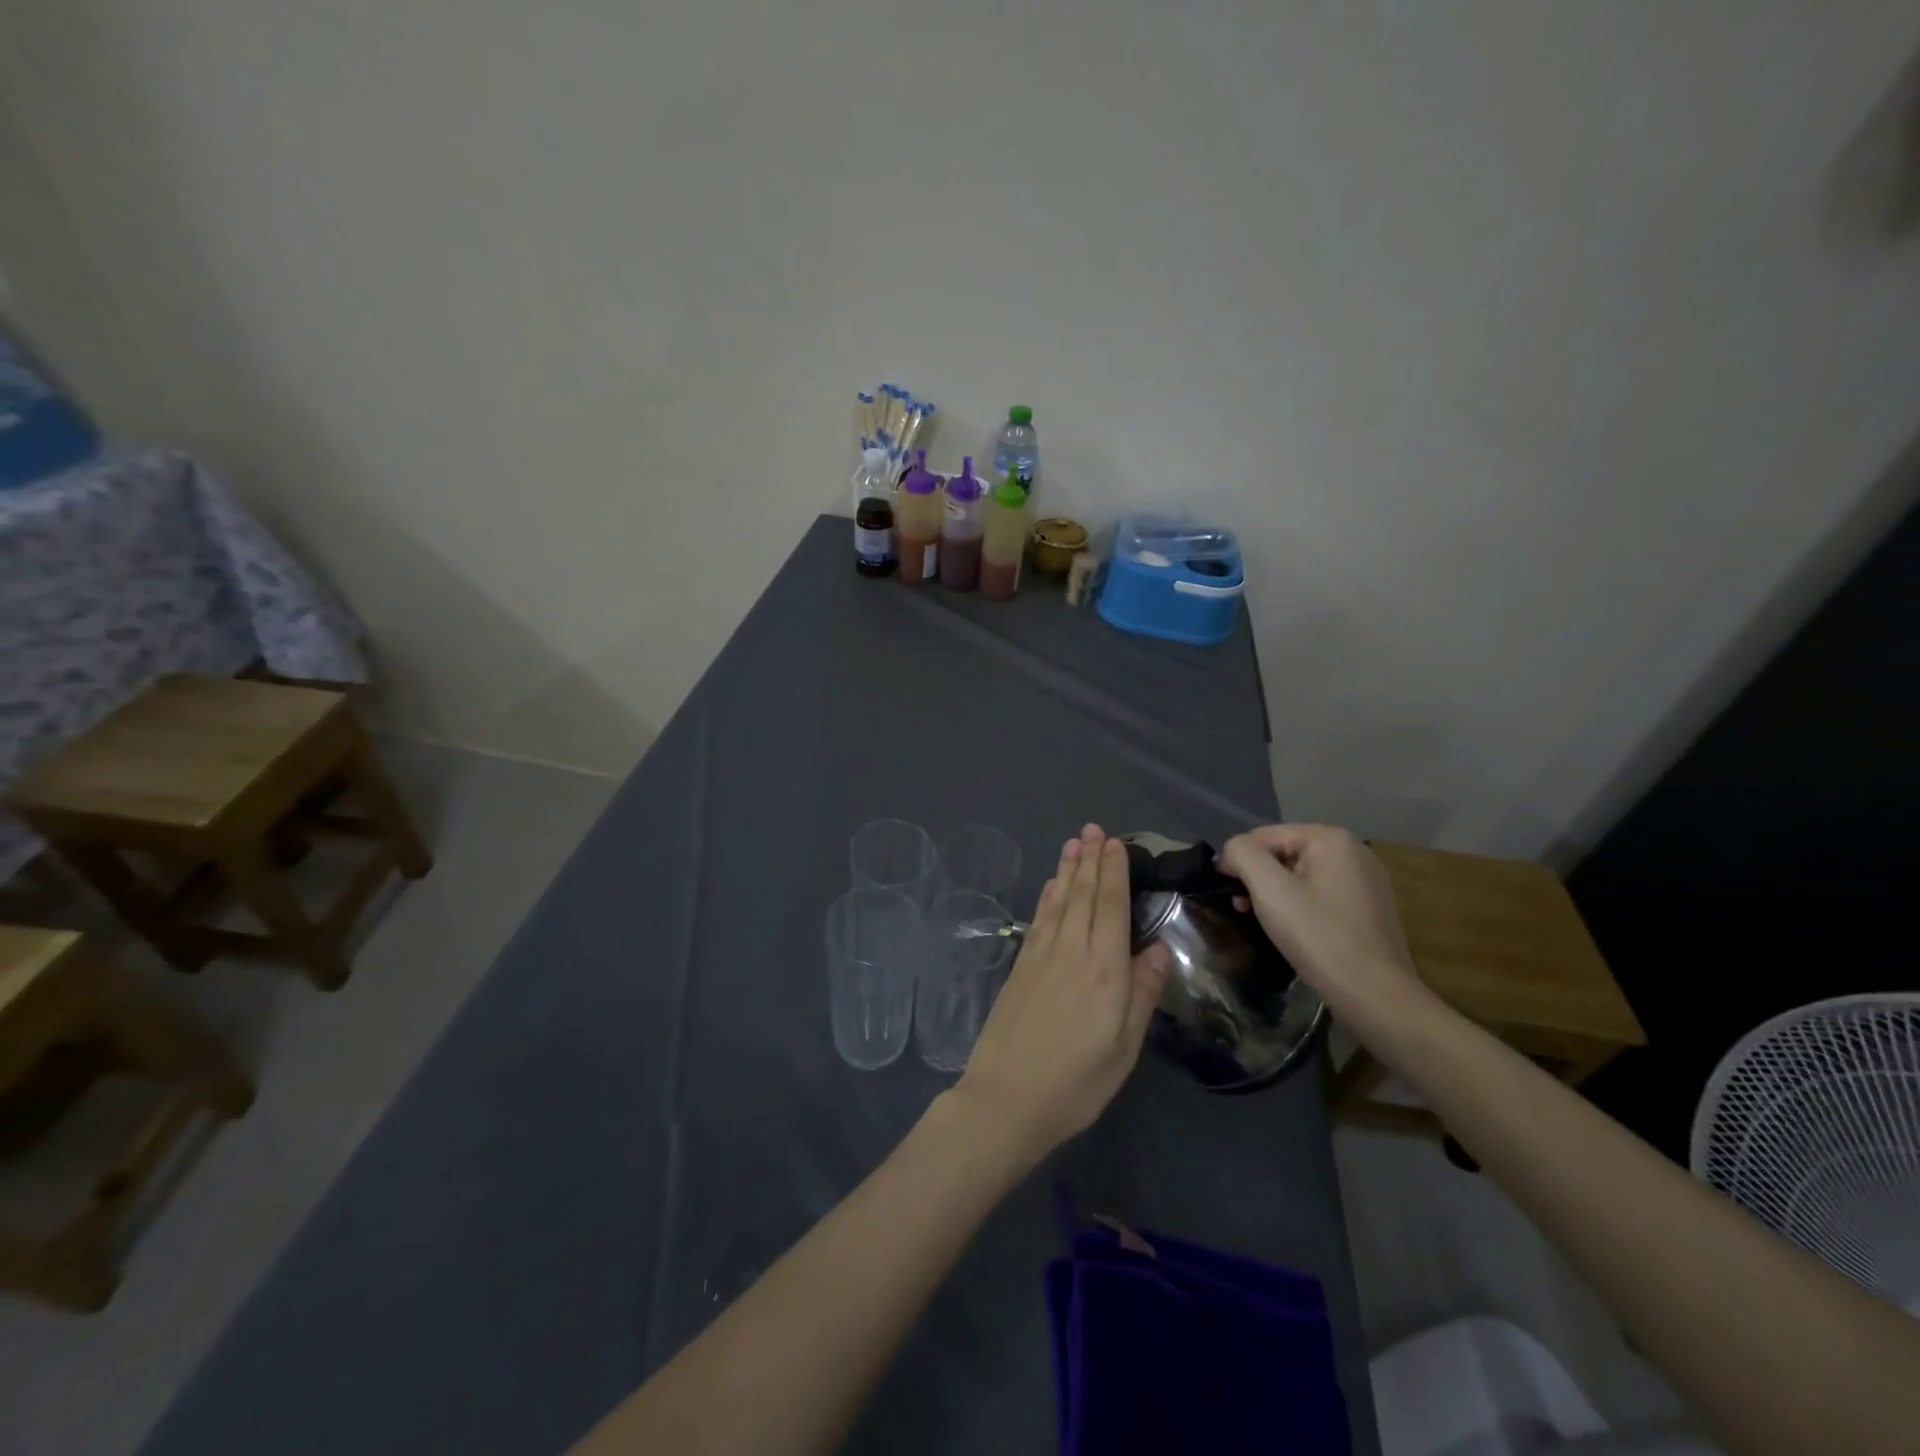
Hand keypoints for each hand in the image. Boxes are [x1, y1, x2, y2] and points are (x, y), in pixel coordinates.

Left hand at [952, 825, 1170, 1164]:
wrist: (1006, 1099)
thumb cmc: (1077, 1082)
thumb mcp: (1125, 1047)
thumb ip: (1142, 993)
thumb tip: (1158, 949)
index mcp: (1105, 969)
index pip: (1112, 906)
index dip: (1114, 872)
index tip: (1115, 843)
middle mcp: (1072, 951)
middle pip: (1084, 895)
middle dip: (1090, 859)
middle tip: (1093, 829)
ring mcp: (1041, 956)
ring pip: (1059, 901)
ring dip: (1067, 870)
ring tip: (1073, 843)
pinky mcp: (1020, 967)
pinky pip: (1038, 920)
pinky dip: (1047, 897)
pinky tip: (1050, 886)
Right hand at [1219, 824, 1426, 1011]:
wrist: (1374, 995)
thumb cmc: (1318, 936)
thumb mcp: (1269, 889)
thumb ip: (1242, 855)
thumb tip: (1231, 851)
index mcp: (1331, 838)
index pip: (1264, 836)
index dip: (1238, 861)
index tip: (1228, 894)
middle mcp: (1353, 850)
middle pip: (1283, 853)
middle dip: (1258, 878)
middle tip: (1243, 909)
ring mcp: (1365, 879)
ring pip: (1300, 875)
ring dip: (1275, 893)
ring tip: (1264, 921)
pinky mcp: (1369, 906)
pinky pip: (1320, 893)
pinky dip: (1299, 905)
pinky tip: (1294, 929)